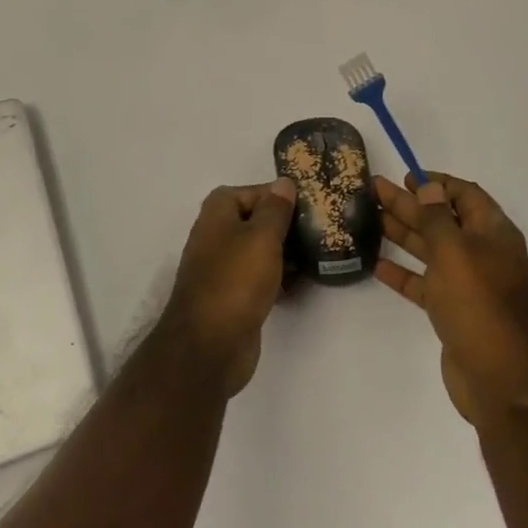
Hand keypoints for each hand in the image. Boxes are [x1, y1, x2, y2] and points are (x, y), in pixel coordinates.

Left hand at [160, 179, 297, 395]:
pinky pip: (258, 278)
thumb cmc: (236, 280)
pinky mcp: (232, 297)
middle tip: (317, 229)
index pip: (248, 191)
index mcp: (216, 215)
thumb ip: (275, 209)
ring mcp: (222, 269)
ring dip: (284, 253)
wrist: (210, 345)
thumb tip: (283, 183)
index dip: (274, 195)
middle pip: (253, 221)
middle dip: (283, 225)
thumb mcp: (261, 237)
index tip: (305, 204)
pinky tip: (301, 284)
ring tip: (317, 255)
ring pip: (258, 251)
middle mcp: (215, 237)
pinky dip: (278, 278)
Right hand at [374, 172, 527, 423]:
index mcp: (492, 233)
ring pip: (430, 250)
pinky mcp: (453, 310)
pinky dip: (403, 273)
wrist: (499, 377)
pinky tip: (376, 263)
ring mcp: (467, 283)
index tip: (405, 177)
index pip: (465, 195)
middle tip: (373, 190)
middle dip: (409, 204)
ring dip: (402, 233)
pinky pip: (424, 283)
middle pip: (442, 219)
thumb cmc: (478, 303)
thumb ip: (438, 217)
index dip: (436, 183)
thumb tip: (431, 186)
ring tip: (369, 218)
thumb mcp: (455, 251)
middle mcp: (482, 253)